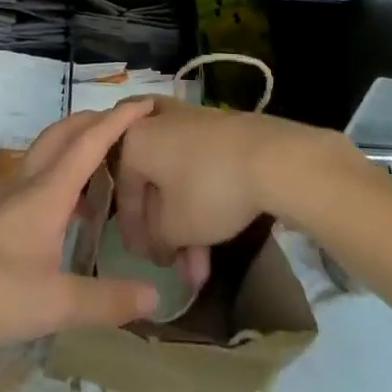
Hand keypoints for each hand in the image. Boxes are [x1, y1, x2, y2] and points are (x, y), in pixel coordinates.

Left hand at [0, 99, 162, 362]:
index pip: (91, 141)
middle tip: (129, 125)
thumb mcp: (58, 304)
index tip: (146, 103)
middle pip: (66, 132)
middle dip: (98, 120)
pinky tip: (70, 207)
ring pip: (48, 149)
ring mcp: (9, 194)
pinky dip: (62, 169)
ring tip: (106, 163)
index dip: (120, 119)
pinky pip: (37, 172)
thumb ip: (108, 301)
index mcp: (49, 191)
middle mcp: (30, 180)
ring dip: (77, 142)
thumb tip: (155, 296)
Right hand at [114, 99, 346, 290]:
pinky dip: (200, 200)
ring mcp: (188, 120)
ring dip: (185, 224)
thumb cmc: (208, 189)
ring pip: (176, 177)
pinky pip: (196, 166)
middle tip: (171, 262)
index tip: (143, 260)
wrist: (267, 156)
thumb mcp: (175, 227)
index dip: (132, 230)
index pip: (123, 190)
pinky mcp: (216, 126)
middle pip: (152, 182)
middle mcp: (155, 122)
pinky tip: (214, 238)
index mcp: (134, 139)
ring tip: (200, 271)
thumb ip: (156, 238)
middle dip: (163, 229)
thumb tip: (158, 242)